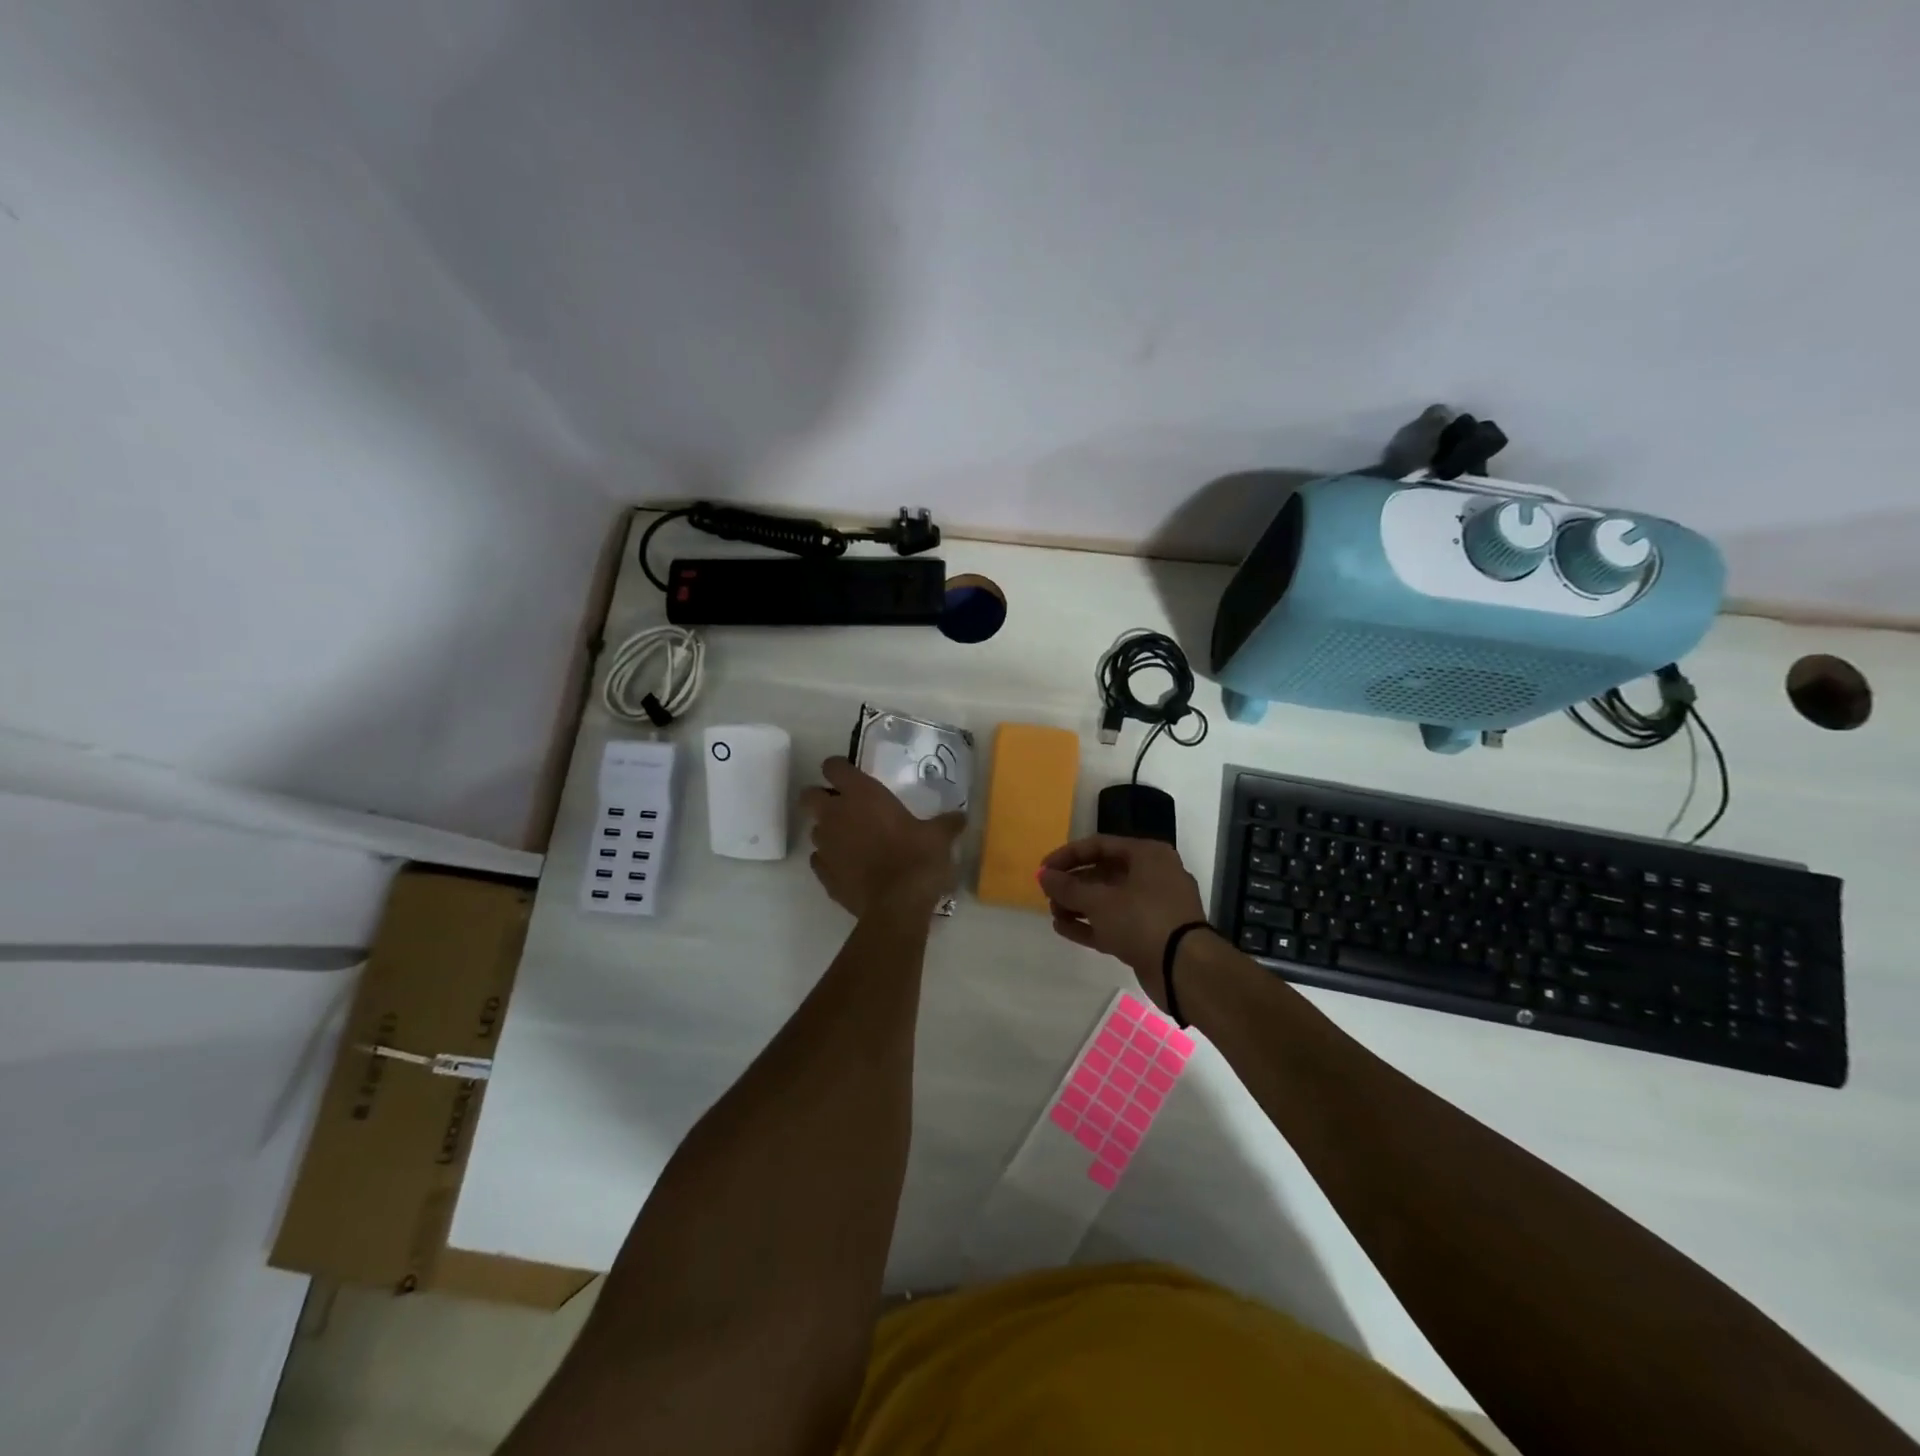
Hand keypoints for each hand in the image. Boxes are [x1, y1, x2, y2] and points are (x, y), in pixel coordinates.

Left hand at [798, 757, 964, 918]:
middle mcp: (836, 815)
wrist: (897, 906)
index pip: (833, 767)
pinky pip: (820, 859)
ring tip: (851, 841)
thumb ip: (947, 823)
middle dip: (820, 798)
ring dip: (828, 831)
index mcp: (862, 795)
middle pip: (809, 796)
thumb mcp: (938, 837)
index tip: (850, 777)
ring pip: (815, 829)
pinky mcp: (823, 874)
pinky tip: (849, 867)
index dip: (838, 769)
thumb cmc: (917, 859)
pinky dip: (830, 859)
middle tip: (843, 807)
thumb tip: (961, 817)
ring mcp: (825, 845)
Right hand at [1038, 836, 1207, 1007]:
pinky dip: (1091, 925)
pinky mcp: (1151, 935)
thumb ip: (1067, 887)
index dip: (1067, 856)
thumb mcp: (1099, 901)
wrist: (1184, 969)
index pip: (1099, 845)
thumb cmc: (1142, 920)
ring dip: (1079, 906)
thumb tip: (1043, 876)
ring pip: (1109, 901)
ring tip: (1053, 914)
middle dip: (1073, 885)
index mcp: (1147, 855)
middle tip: (1048, 895)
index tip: (1043, 870)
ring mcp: (1154, 907)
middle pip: (1104, 873)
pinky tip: (1064, 928)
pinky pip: (1115, 923)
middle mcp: (1153, 875)